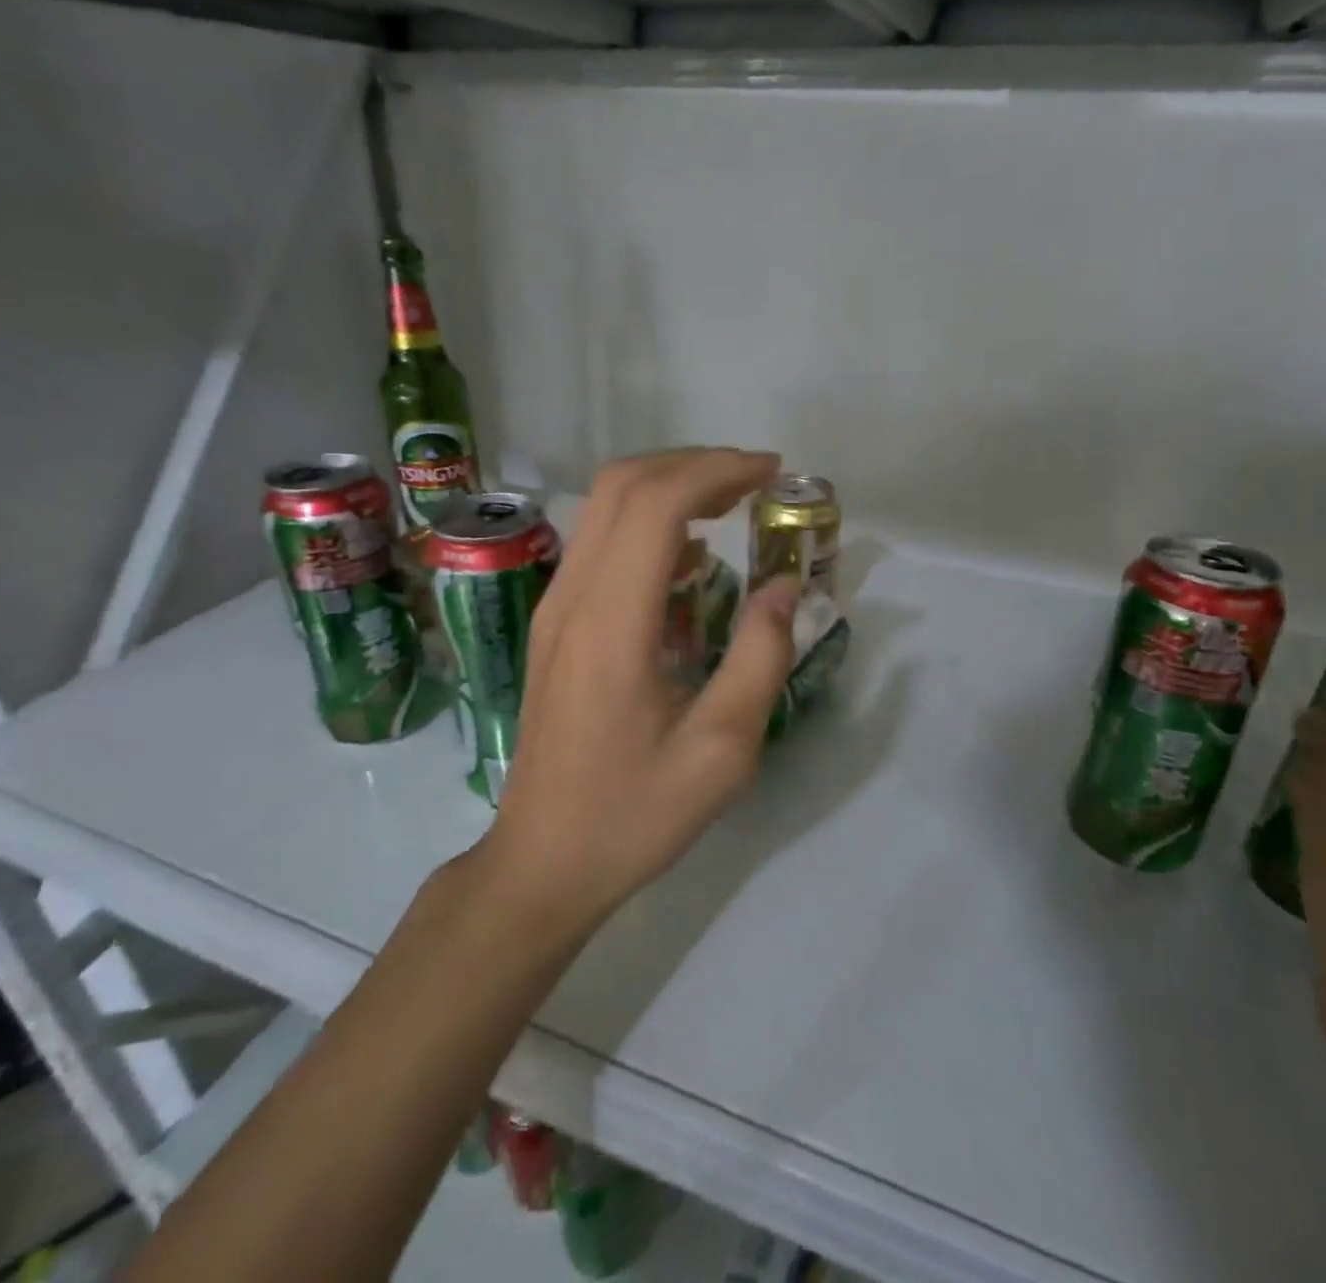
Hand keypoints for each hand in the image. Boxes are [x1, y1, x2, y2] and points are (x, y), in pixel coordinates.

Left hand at [482, 448, 800, 932]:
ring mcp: (555, 609)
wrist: (543, 861)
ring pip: (604, 508)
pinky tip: (690, 558)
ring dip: (669, 488)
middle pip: (622, 485)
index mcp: (612, 624)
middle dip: (693, 464)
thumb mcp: (722, 751)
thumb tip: (782, 584)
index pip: (656, 505)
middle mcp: (572, 599)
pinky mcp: (554, 625)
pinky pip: (599, 544)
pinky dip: (648, 524)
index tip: (772, 473)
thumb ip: (760, 657)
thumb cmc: (634, 815)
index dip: (717, 470)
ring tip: (731, 505)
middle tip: (755, 481)